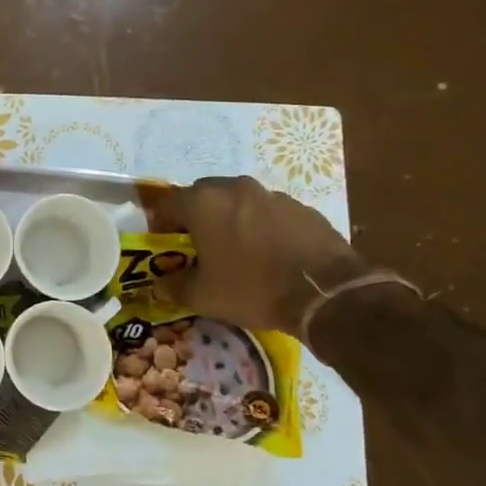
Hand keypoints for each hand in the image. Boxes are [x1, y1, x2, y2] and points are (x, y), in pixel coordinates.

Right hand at [156, 176, 369, 335]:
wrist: (325, 292)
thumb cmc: (252, 288)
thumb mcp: (203, 296)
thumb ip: (175, 287)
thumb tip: (159, 286)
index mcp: (203, 203)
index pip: (168, 202)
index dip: (161, 222)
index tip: (165, 243)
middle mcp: (235, 188)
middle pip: (203, 195)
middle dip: (196, 216)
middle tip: (198, 244)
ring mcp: (272, 195)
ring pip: (239, 201)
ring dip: (231, 218)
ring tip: (236, 250)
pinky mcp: (302, 208)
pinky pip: (269, 212)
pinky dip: (262, 226)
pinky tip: (269, 253)